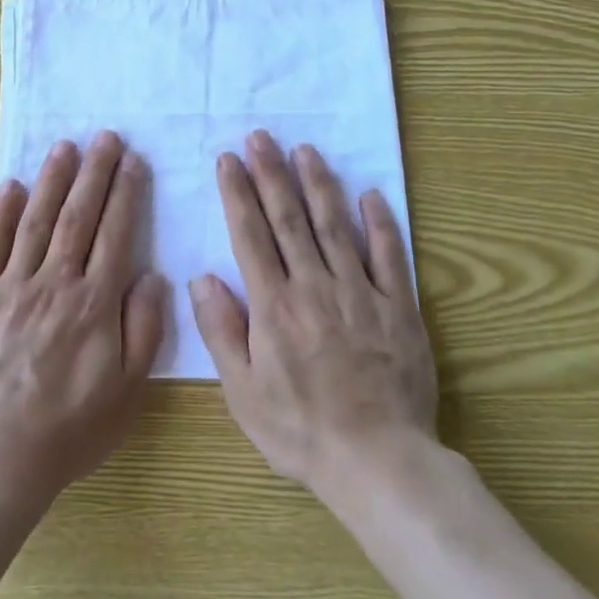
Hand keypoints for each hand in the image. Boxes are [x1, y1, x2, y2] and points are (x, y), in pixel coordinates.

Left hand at [0, 131, 165, 506]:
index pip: (115, 234)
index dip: (125, 194)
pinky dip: (2, 213)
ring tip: (65, 146)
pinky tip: (13, 186)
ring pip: (36, 221)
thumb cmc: (69, 428)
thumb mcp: (126, 391)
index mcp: (94, 303)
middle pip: (78, 216)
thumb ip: (143, 329)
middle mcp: (54, 283)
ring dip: (53, 180)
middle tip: (104, 136)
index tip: (132, 161)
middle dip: (94, 172)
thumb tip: (151, 275)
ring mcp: (10, 287)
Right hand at [190, 131, 437, 499]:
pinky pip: (388, 256)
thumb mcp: (242, 391)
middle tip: (262, 137)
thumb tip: (201, 277)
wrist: (377, 461)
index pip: (250, 235)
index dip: (238, 193)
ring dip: (318, 185)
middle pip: (289, 219)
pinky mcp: (397, 307)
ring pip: (335, 226)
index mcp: (273, 305)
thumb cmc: (299, 430)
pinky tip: (369, 194)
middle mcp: (314, 286)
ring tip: (305, 150)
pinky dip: (380, 223)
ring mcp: (359, 293)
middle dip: (272, 174)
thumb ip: (220, 331)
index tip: (229, 159)